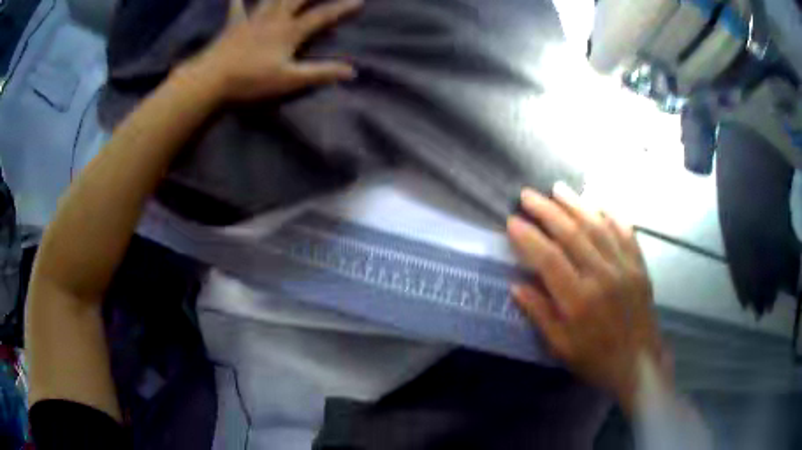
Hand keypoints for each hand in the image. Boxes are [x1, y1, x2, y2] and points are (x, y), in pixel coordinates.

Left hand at [188, 0, 361, 101]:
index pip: (322, 16)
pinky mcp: (234, 25)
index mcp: (289, 32)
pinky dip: (237, 0)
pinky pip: (236, 8)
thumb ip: (320, 73)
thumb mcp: (289, 80)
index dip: (341, 8)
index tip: (359, 1)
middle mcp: (274, 19)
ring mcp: (253, 19)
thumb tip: (352, 71)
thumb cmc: (250, 81)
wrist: (211, 80)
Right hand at [507, 183, 662, 412]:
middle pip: (572, 234)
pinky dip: (612, 214)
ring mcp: (624, 267)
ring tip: (558, 189)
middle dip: (547, 211)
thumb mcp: (561, 346)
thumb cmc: (595, 359)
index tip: (512, 221)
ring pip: (598, 226)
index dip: (529, 237)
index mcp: (579, 300)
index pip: (549, 258)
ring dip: (576, 204)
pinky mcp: (639, 266)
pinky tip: (600, 202)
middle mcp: (602, 276)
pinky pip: (626, 232)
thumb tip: (516, 285)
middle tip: (528, 195)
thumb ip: (539, 313)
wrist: (638, 364)